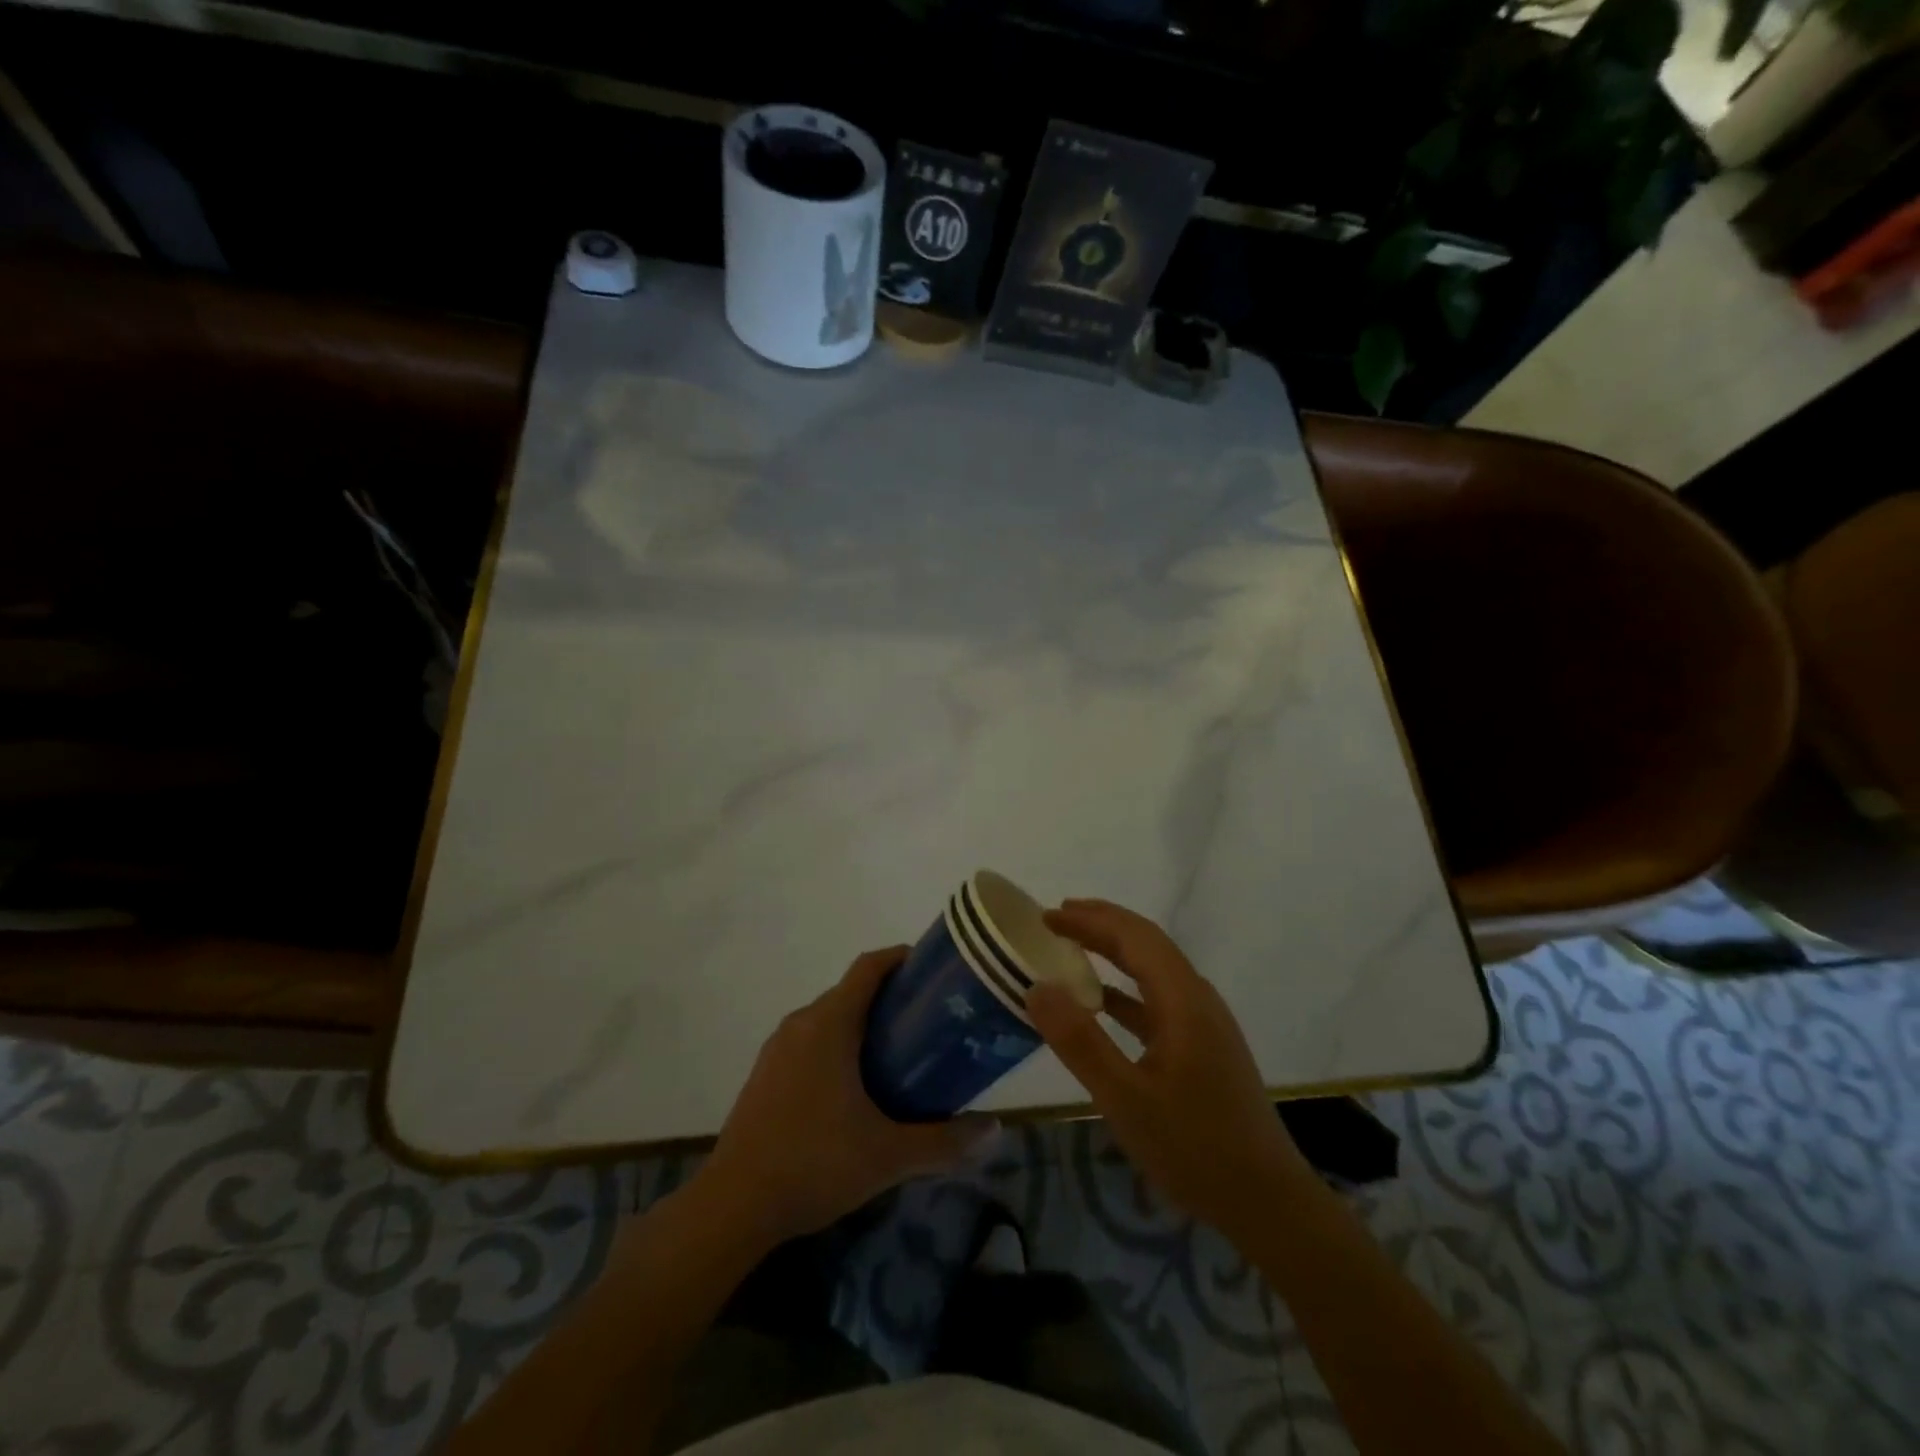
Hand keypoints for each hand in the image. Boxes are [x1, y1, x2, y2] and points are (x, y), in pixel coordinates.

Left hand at [700, 946, 997, 1248]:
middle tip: (927, 1022)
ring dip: (861, 1024)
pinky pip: (808, 1041)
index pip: (868, 968)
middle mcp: (800, 1024)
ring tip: (897, 1054)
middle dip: (889, 998)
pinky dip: (836, 1045)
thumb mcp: (887, 1155)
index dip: (900, 958)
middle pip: (850, 992)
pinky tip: (853, 1088)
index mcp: (829, 1025)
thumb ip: (943, 1142)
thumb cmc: (814, 1164)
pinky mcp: (764, 1074)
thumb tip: (995, 1130)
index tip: (932, 968)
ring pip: (827, 1018)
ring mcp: (777, 1049)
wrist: (732, 1206)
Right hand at [1027, 899, 1306, 1240]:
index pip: (1134, 937)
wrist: (1268, 1203)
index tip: (1048, 915)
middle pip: (1147, 945)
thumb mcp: (1125, 1099)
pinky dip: (1125, 990)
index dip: (1091, 919)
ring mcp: (1204, 1024)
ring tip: (1072, 946)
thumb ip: (1080, 1041)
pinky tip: (1101, 1003)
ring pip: (1153, 970)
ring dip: (1113, 952)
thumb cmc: (1195, 1148)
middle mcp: (1197, 999)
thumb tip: (1037, 987)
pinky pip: (1158, 1000)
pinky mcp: (1204, 1048)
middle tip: (1055, 919)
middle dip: (1101, 925)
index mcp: (1183, 1000)